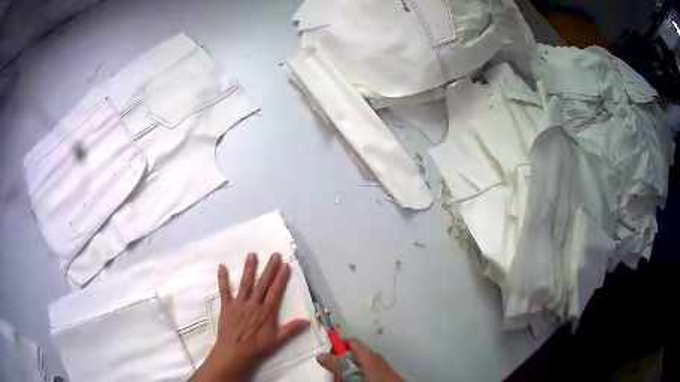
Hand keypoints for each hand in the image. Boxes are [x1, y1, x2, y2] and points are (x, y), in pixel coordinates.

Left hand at [189, 253, 309, 381]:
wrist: (234, 352)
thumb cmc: (256, 347)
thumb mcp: (276, 341)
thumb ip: (291, 330)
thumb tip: (307, 321)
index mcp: (266, 312)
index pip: (275, 292)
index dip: (281, 278)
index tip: (285, 265)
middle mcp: (253, 304)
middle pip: (263, 284)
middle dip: (269, 269)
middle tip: (274, 254)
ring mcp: (239, 304)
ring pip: (245, 283)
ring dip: (249, 269)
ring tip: (252, 255)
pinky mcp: (227, 306)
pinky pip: (224, 291)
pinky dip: (223, 279)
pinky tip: (221, 267)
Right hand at [316, 338, 405, 381]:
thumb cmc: (376, 380)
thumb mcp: (352, 373)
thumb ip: (337, 364)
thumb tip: (321, 355)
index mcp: (368, 354)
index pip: (350, 342)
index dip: (338, 345)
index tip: (328, 354)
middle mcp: (374, 358)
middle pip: (352, 355)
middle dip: (341, 364)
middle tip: (336, 375)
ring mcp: (378, 367)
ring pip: (357, 366)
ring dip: (347, 373)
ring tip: (344, 380)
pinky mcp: (381, 374)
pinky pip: (364, 372)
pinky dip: (356, 376)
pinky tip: (353, 381)